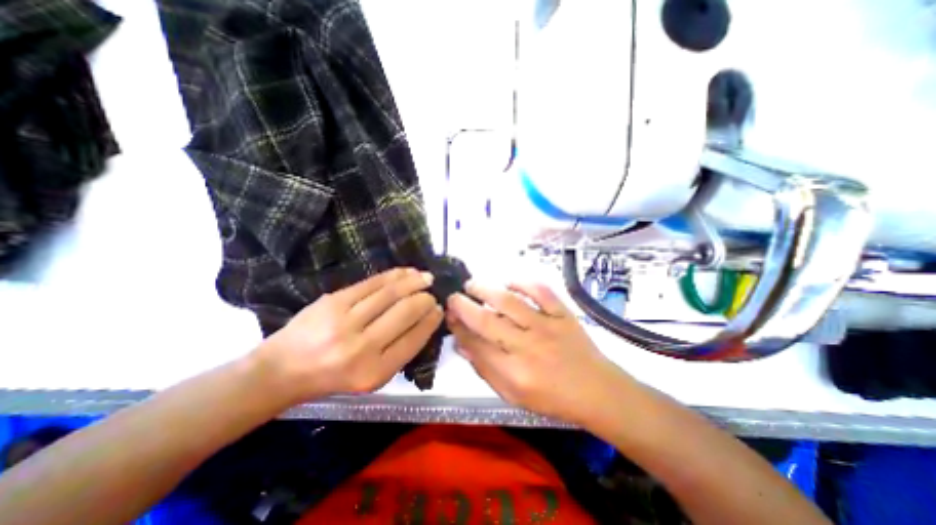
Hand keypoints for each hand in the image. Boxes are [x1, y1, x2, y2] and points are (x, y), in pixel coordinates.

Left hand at [255, 269, 443, 402]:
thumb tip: (425, 320)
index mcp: (375, 372)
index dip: (430, 321)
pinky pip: (372, 283)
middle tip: (433, 292)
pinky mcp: (333, 302)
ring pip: (390, 294)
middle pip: (405, 313)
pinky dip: (393, 275)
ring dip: (413, 282)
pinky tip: (406, 272)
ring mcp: (345, 322)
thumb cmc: (332, 378)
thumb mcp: (371, 377)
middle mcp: (362, 348)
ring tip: (426, 277)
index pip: (414, 339)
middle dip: (424, 299)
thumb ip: (399, 352)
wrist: (282, 370)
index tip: (439, 309)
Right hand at [448, 280, 635, 423]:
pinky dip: (523, 282)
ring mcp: (547, 326)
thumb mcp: (513, 395)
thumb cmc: (552, 397)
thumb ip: (485, 369)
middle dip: (464, 306)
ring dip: (486, 290)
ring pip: (510, 302)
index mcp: (514, 372)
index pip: (476, 344)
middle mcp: (527, 347)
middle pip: (487, 321)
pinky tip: (509, 281)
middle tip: (453, 297)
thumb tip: (462, 344)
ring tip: (472, 284)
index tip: (449, 316)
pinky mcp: (562, 314)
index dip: (458, 328)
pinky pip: (541, 291)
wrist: (596, 390)